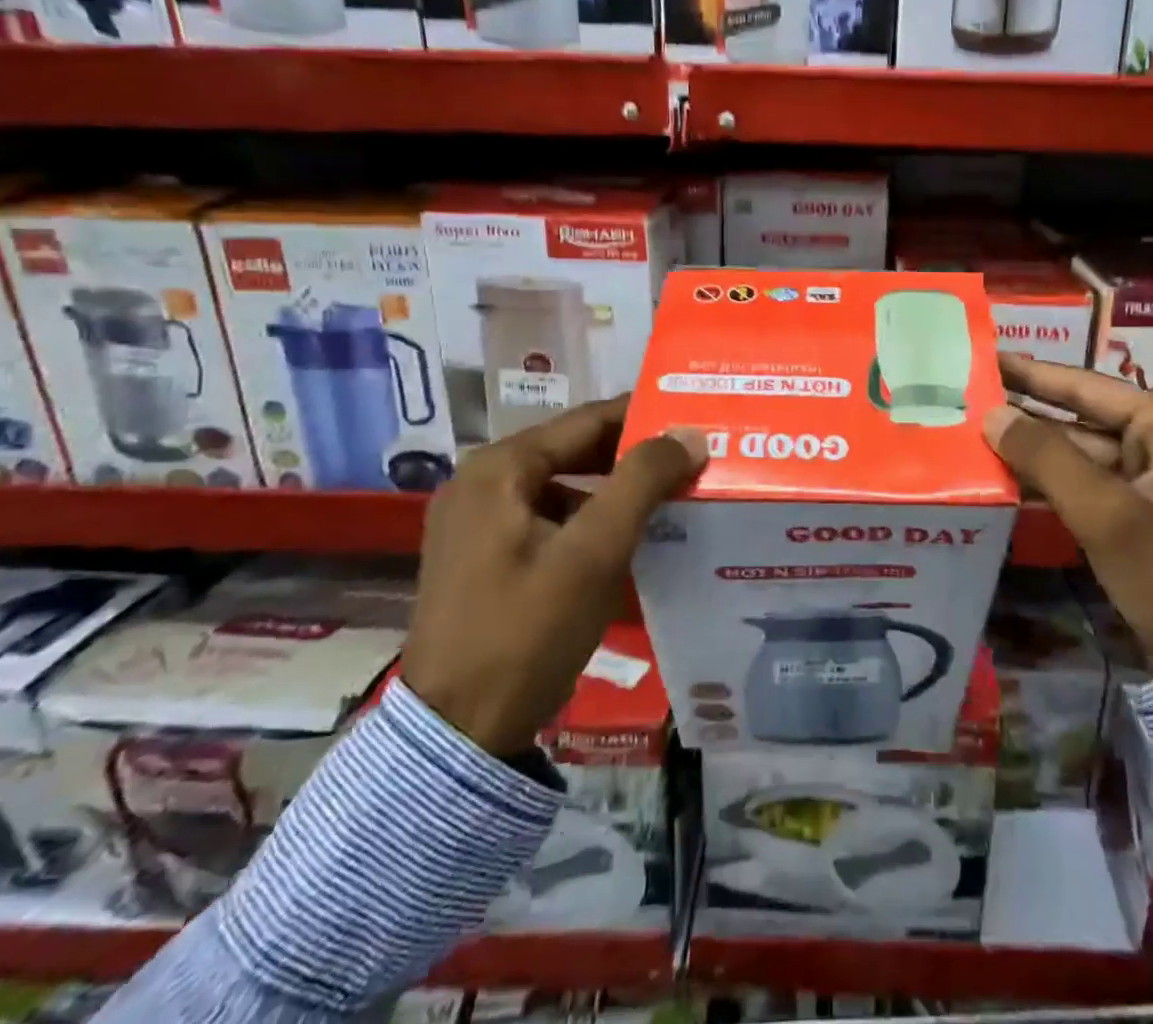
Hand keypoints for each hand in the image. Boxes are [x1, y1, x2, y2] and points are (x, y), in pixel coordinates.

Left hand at [403, 397, 705, 757]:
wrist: (456, 737)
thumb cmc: (527, 633)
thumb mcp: (595, 552)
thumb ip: (643, 482)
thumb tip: (690, 433)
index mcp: (499, 469)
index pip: (588, 421)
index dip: (645, 416)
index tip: (695, 416)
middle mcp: (481, 482)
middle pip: (574, 450)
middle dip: (633, 454)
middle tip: (691, 456)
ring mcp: (476, 522)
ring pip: (563, 486)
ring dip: (614, 489)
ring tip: (670, 495)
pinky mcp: (482, 557)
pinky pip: (548, 518)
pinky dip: (589, 519)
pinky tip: (628, 538)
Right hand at [985, 355, 1152, 673]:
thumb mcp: (1108, 514)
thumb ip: (1047, 458)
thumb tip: (991, 415)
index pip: (1087, 386)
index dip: (1032, 372)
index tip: (986, 356)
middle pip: (1079, 418)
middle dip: (1025, 413)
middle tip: (967, 396)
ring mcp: (1149, 480)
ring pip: (1077, 454)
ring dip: (1031, 450)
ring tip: (971, 433)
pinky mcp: (1137, 514)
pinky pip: (1084, 485)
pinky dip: (1047, 482)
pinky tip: (1002, 476)